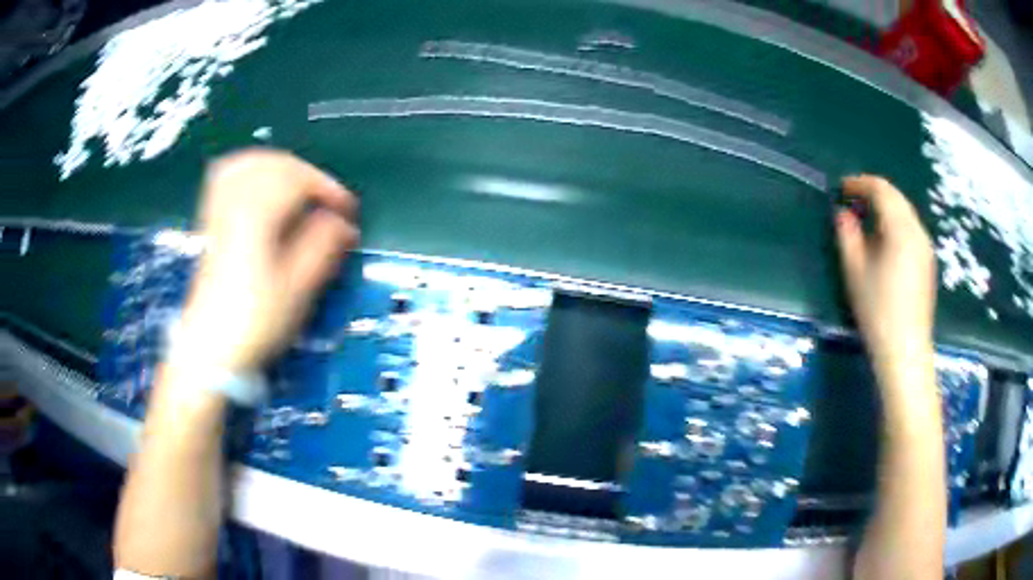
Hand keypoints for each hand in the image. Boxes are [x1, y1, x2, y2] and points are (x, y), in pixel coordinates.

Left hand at [180, 149, 358, 373]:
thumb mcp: (298, 289)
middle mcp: (235, 202)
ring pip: (250, 163)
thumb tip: (344, 223)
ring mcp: (219, 210)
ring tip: (299, 188)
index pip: (298, 180)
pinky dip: (249, 171)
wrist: (210, 349)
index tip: (348, 211)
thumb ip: (323, 246)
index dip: (328, 189)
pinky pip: (228, 176)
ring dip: (280, 167)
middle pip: (275, 165)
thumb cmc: (255, 321)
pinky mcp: (211, 222)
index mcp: (257, 215)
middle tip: (327, 202)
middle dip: (308, 176)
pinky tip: (261, 185)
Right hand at [834, 175, 936, 367]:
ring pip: (905, 211)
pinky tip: (884, 239)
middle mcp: (918, 230)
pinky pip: (911, 228)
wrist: (906, 350)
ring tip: (866, 218)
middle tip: (852, 199)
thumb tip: (843, 213)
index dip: (860, 183)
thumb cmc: (878, 311)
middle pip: (896, 197)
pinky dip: (895, 222)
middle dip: (873, 192)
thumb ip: (847, 236)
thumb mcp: (855, 272)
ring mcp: (926, 246)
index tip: (841, 188)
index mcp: (901, 228)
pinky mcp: (928, 262)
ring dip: (885, 207)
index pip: (881, 189)